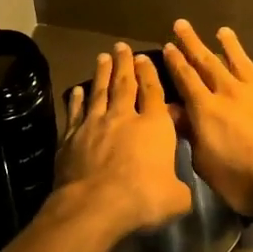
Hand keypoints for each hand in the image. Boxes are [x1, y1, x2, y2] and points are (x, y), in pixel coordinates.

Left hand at [50, 43, 191, 241]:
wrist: (95, 204)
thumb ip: (180, 188)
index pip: (153, 92)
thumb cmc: (143, 198)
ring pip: (99, 92)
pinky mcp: (71, 137)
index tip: (144, 58)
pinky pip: (76, 113)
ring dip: (101, 73)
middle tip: (120, 46)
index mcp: (153, 126)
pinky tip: (77, 91)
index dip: (149, 73)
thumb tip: (181, 190)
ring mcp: (94, 125)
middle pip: (124, 84)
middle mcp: (123, 117)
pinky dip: (77, 100)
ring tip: (102, 58)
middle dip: (124, 64)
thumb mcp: (176, 198)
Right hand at [161, 21, 252, 216]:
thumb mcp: (206, 164)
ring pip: (243, 63)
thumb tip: (174, 112)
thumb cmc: (243, 181)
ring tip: (223, 31)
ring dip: (231, 46)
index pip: (187, 79)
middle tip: (183, 25)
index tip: (168, 45)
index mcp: (208, 109)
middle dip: (193, 44)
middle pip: (209, 63)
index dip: (176, 62)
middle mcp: (232, 93)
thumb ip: (190, 135)